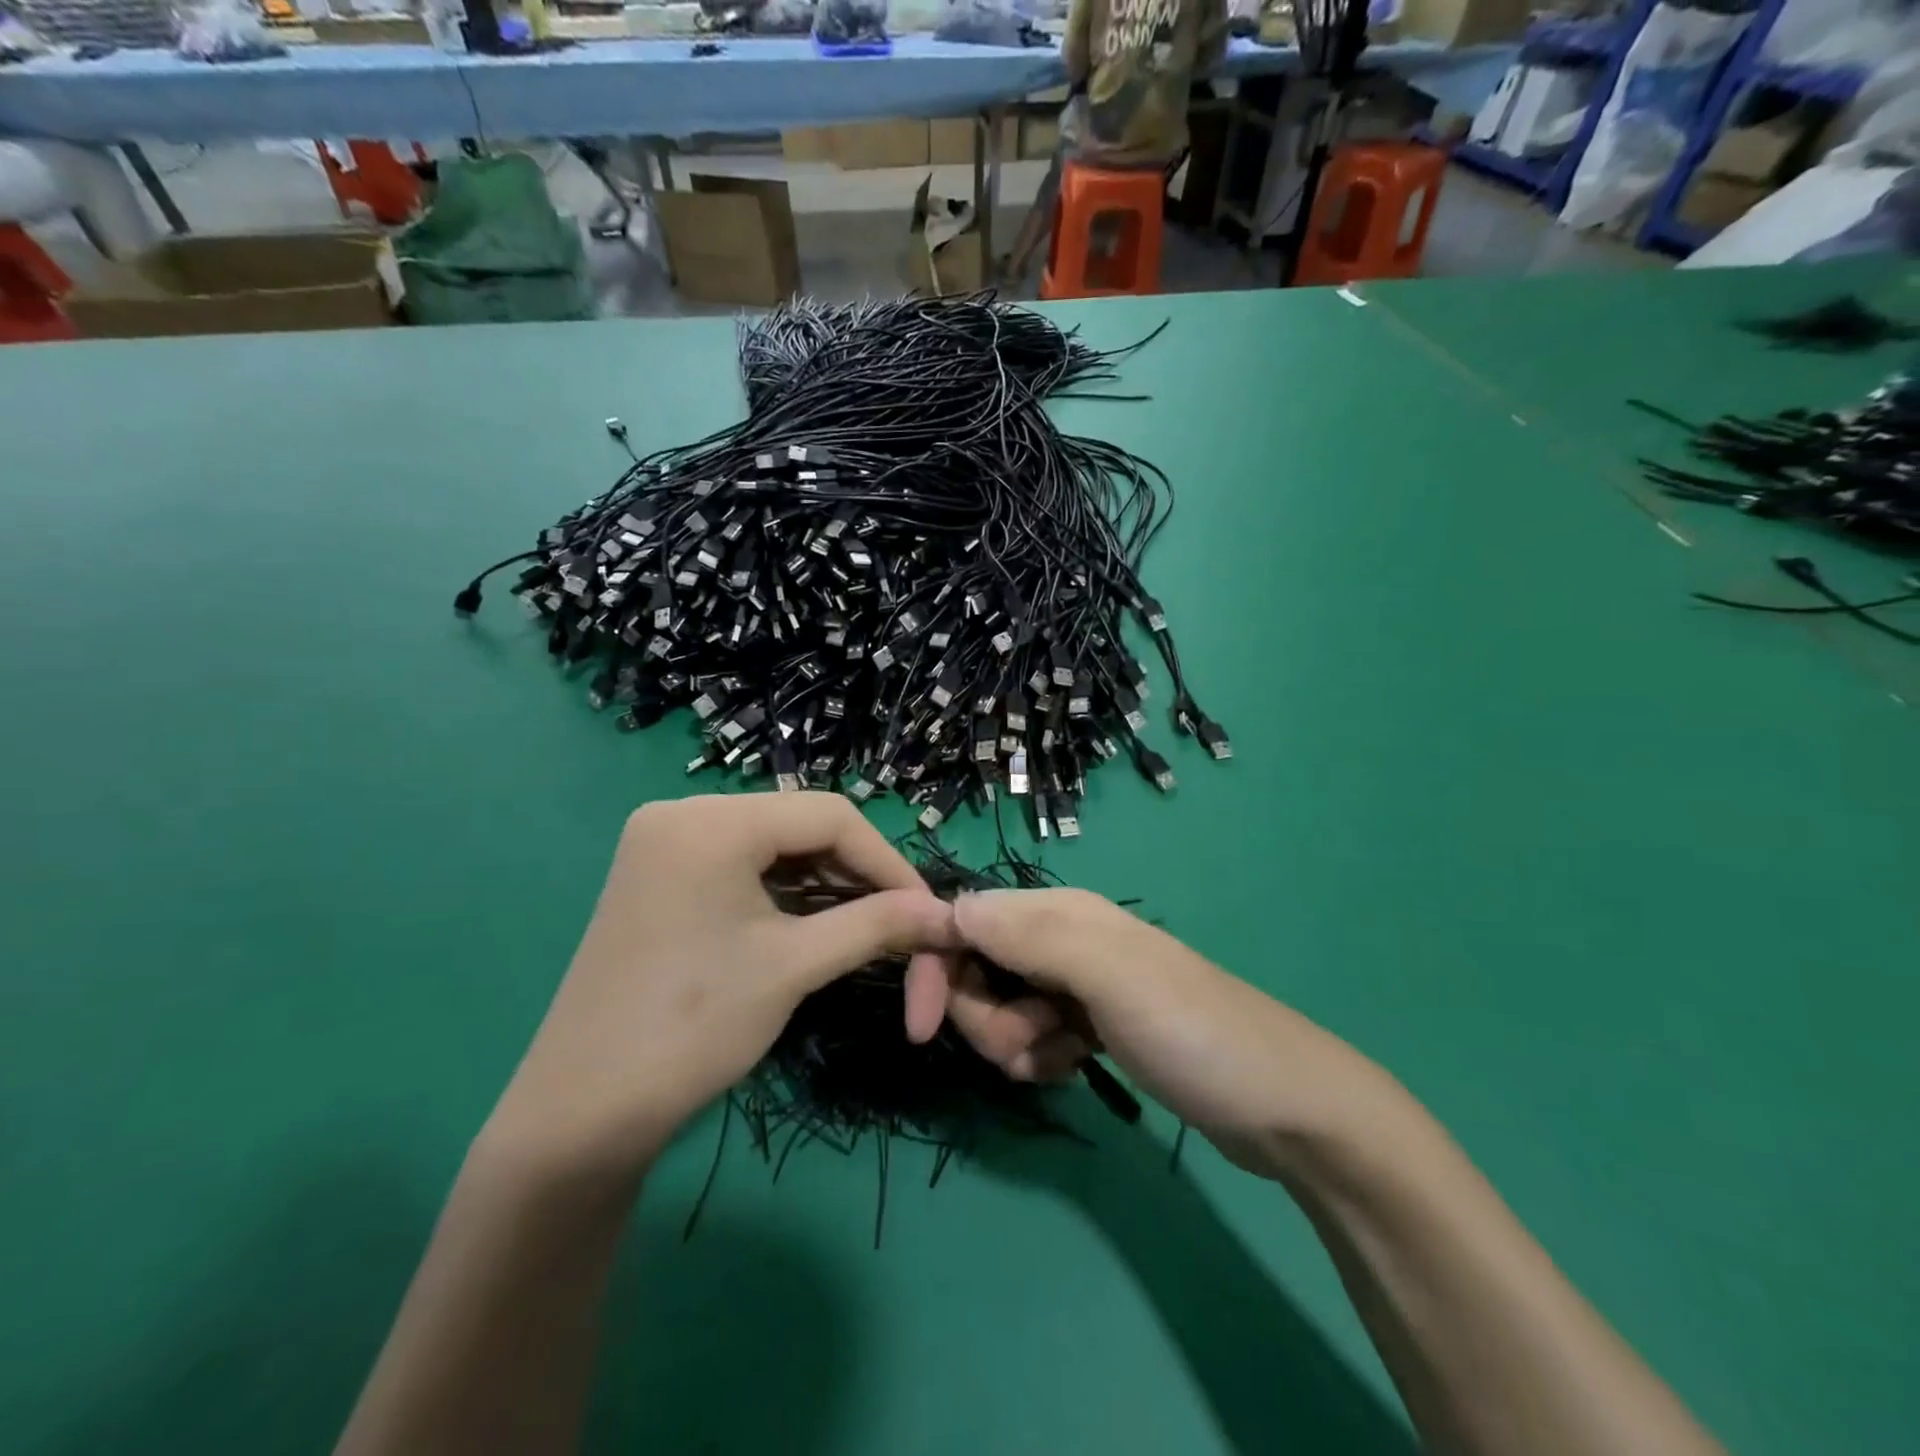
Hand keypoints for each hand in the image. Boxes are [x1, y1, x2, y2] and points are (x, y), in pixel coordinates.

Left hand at [489, 793, 957, 1177]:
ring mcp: (665, 843)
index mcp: (711, 821)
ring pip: (773, 845)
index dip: (886, 860)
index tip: (924, 907)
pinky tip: (813, 921)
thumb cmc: (692, 1028)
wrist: (582, 1112)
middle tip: (897, 920)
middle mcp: (683, 813)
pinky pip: (742, 865)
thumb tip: (945, 913)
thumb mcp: (794, 966)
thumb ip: (876, 925)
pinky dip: (784, 890)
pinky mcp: (659, 875)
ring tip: (864, 925)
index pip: (828, 815)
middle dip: (855, 872)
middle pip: (799, 825)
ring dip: (824, 882)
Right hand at [922, 889, 1388, 1176]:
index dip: (935, 966)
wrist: (1283, 1108)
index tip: (921, 1029)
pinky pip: (1032, 1035)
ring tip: (1061, 1060)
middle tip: (1030, 1044)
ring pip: (1001, 1006)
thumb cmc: (1195, 1033)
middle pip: (977, 966)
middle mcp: (1062, 938)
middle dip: (985, 1015)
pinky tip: (1073, 1069)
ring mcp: (1078, 984)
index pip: (965, 919)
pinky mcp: (1090, 1024)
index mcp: (1060, 912)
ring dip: (1013, 1042)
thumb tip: (950, 907)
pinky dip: (1039, 1056)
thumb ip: (1031, 936)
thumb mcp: (1111, 977)